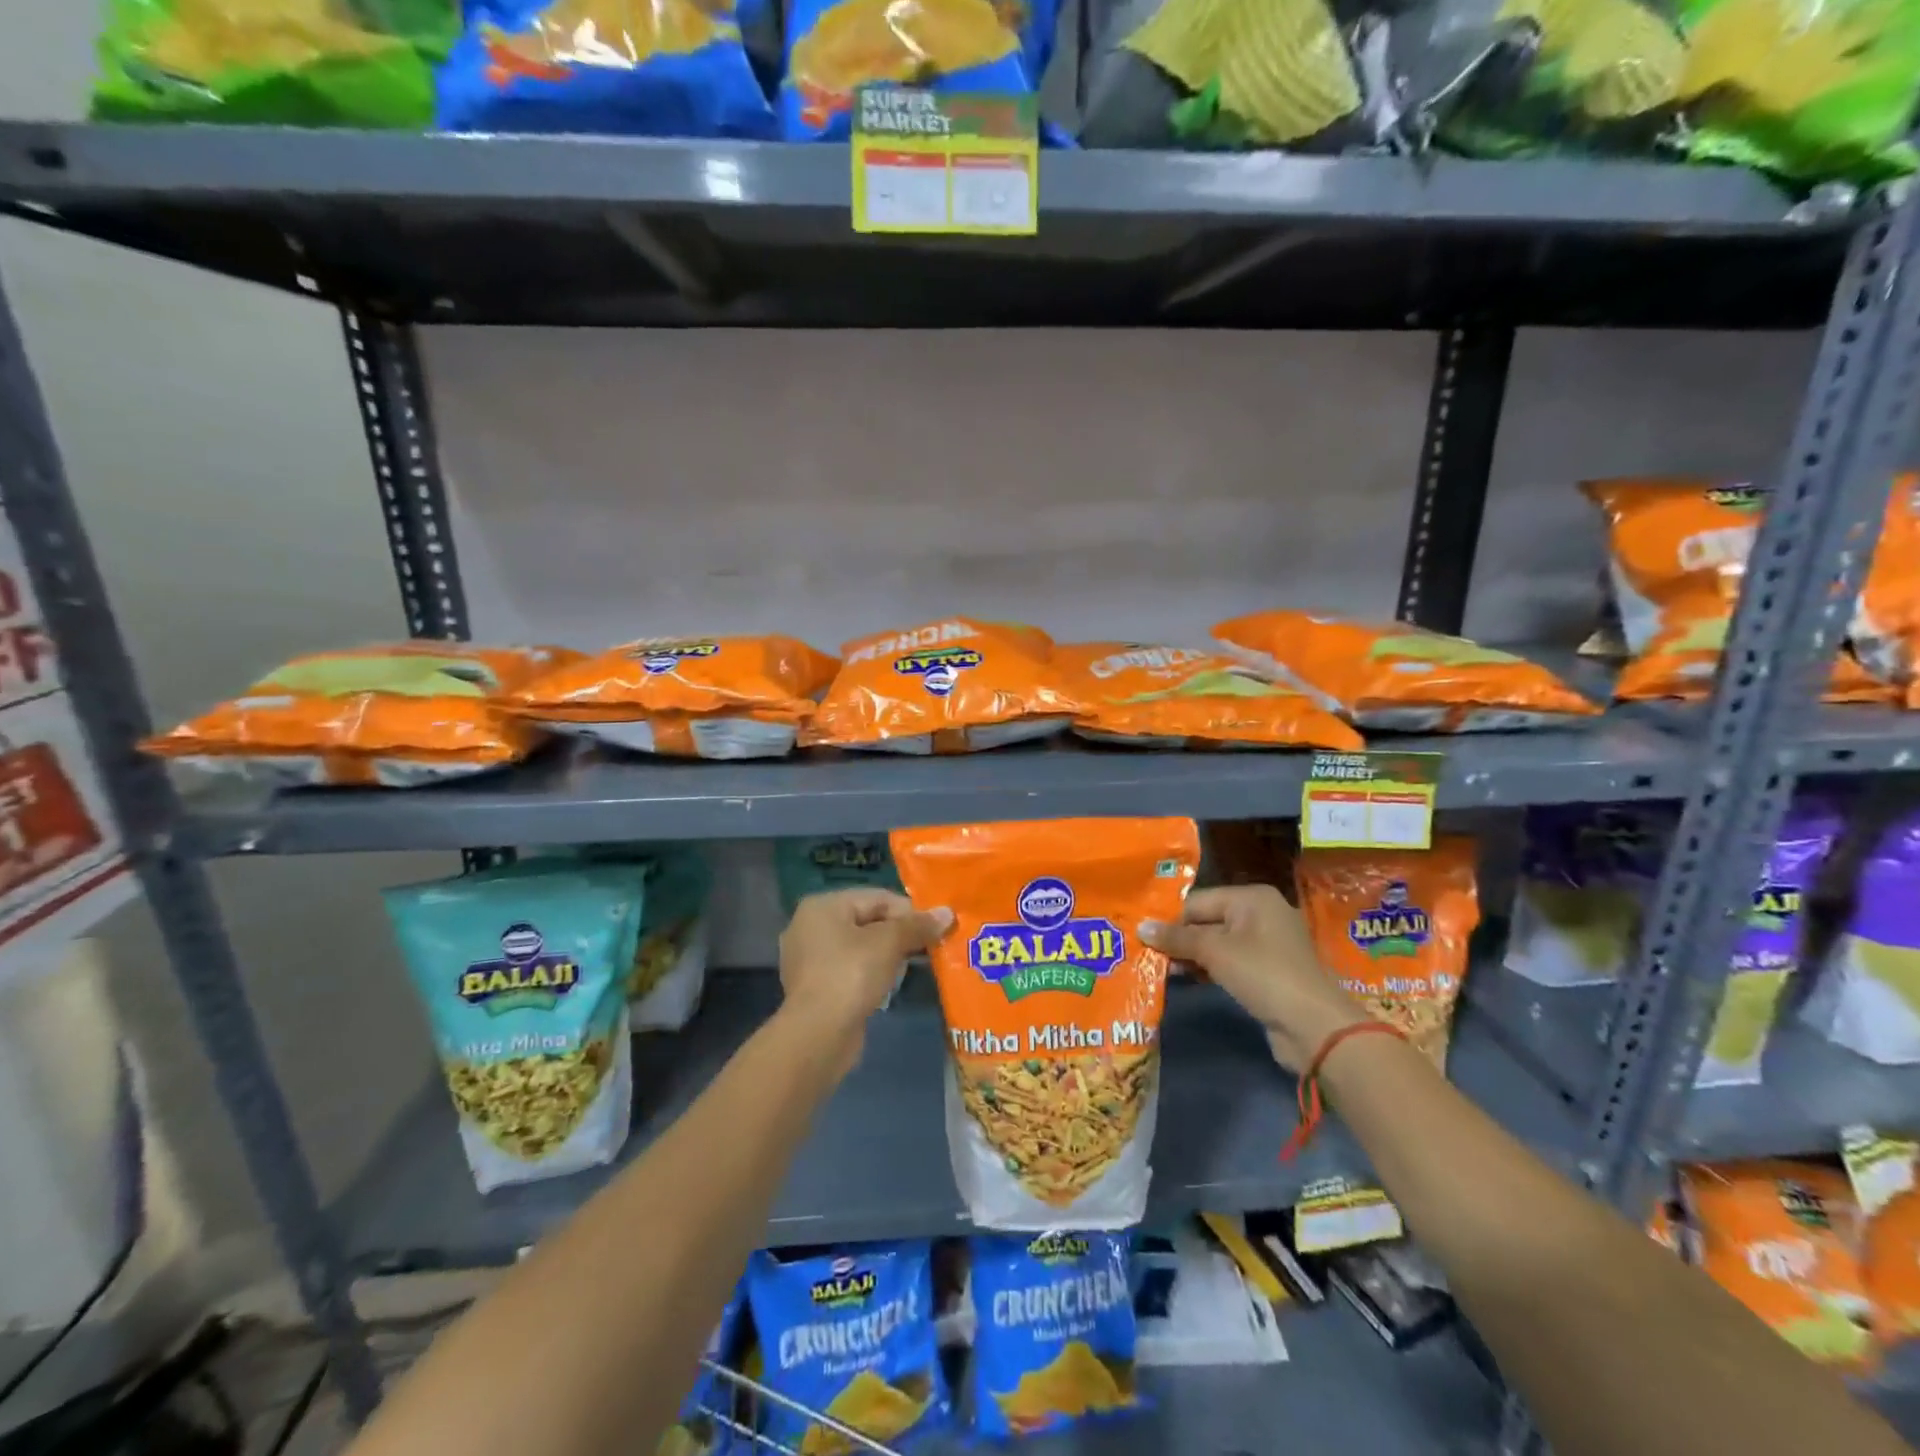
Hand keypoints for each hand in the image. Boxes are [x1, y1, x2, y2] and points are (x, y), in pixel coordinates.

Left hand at [777, 889, 951, 1070]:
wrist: (817, 1036)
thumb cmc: (851, 976)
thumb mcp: (888, 944)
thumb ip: (917, 926)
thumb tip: (947, 913)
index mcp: (823, 906)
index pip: (877, 898)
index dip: (910, 911)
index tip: (936, 929)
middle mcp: (811, 926)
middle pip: (868, 920)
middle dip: (901, 933)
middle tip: (931, 947)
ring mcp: (811, 959)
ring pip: (861, 947)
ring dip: (889, 954)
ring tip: (916, 965)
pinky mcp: (816, 987)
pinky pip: (852, 969)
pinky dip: (873, 972)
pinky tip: (891, 984)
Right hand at [1142, 885, 1364, 1072]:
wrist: (1314, 1027)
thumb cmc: (1263, 974)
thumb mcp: (1214, 951)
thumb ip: (1177, 938)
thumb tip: (1140, 926)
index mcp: (1252, 897)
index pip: (1197, 901)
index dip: (1169, 919)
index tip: (1140, 935)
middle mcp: (1261, 913)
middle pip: (1207, 920)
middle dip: (1178, 938)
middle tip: (1144, 953)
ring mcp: (1267, 944)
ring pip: (1216, 943)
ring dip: (1190, 956)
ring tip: (1159, 968)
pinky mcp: (1268, 971)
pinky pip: (1229, 962)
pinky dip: (1208, 968)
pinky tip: (1185, 978)